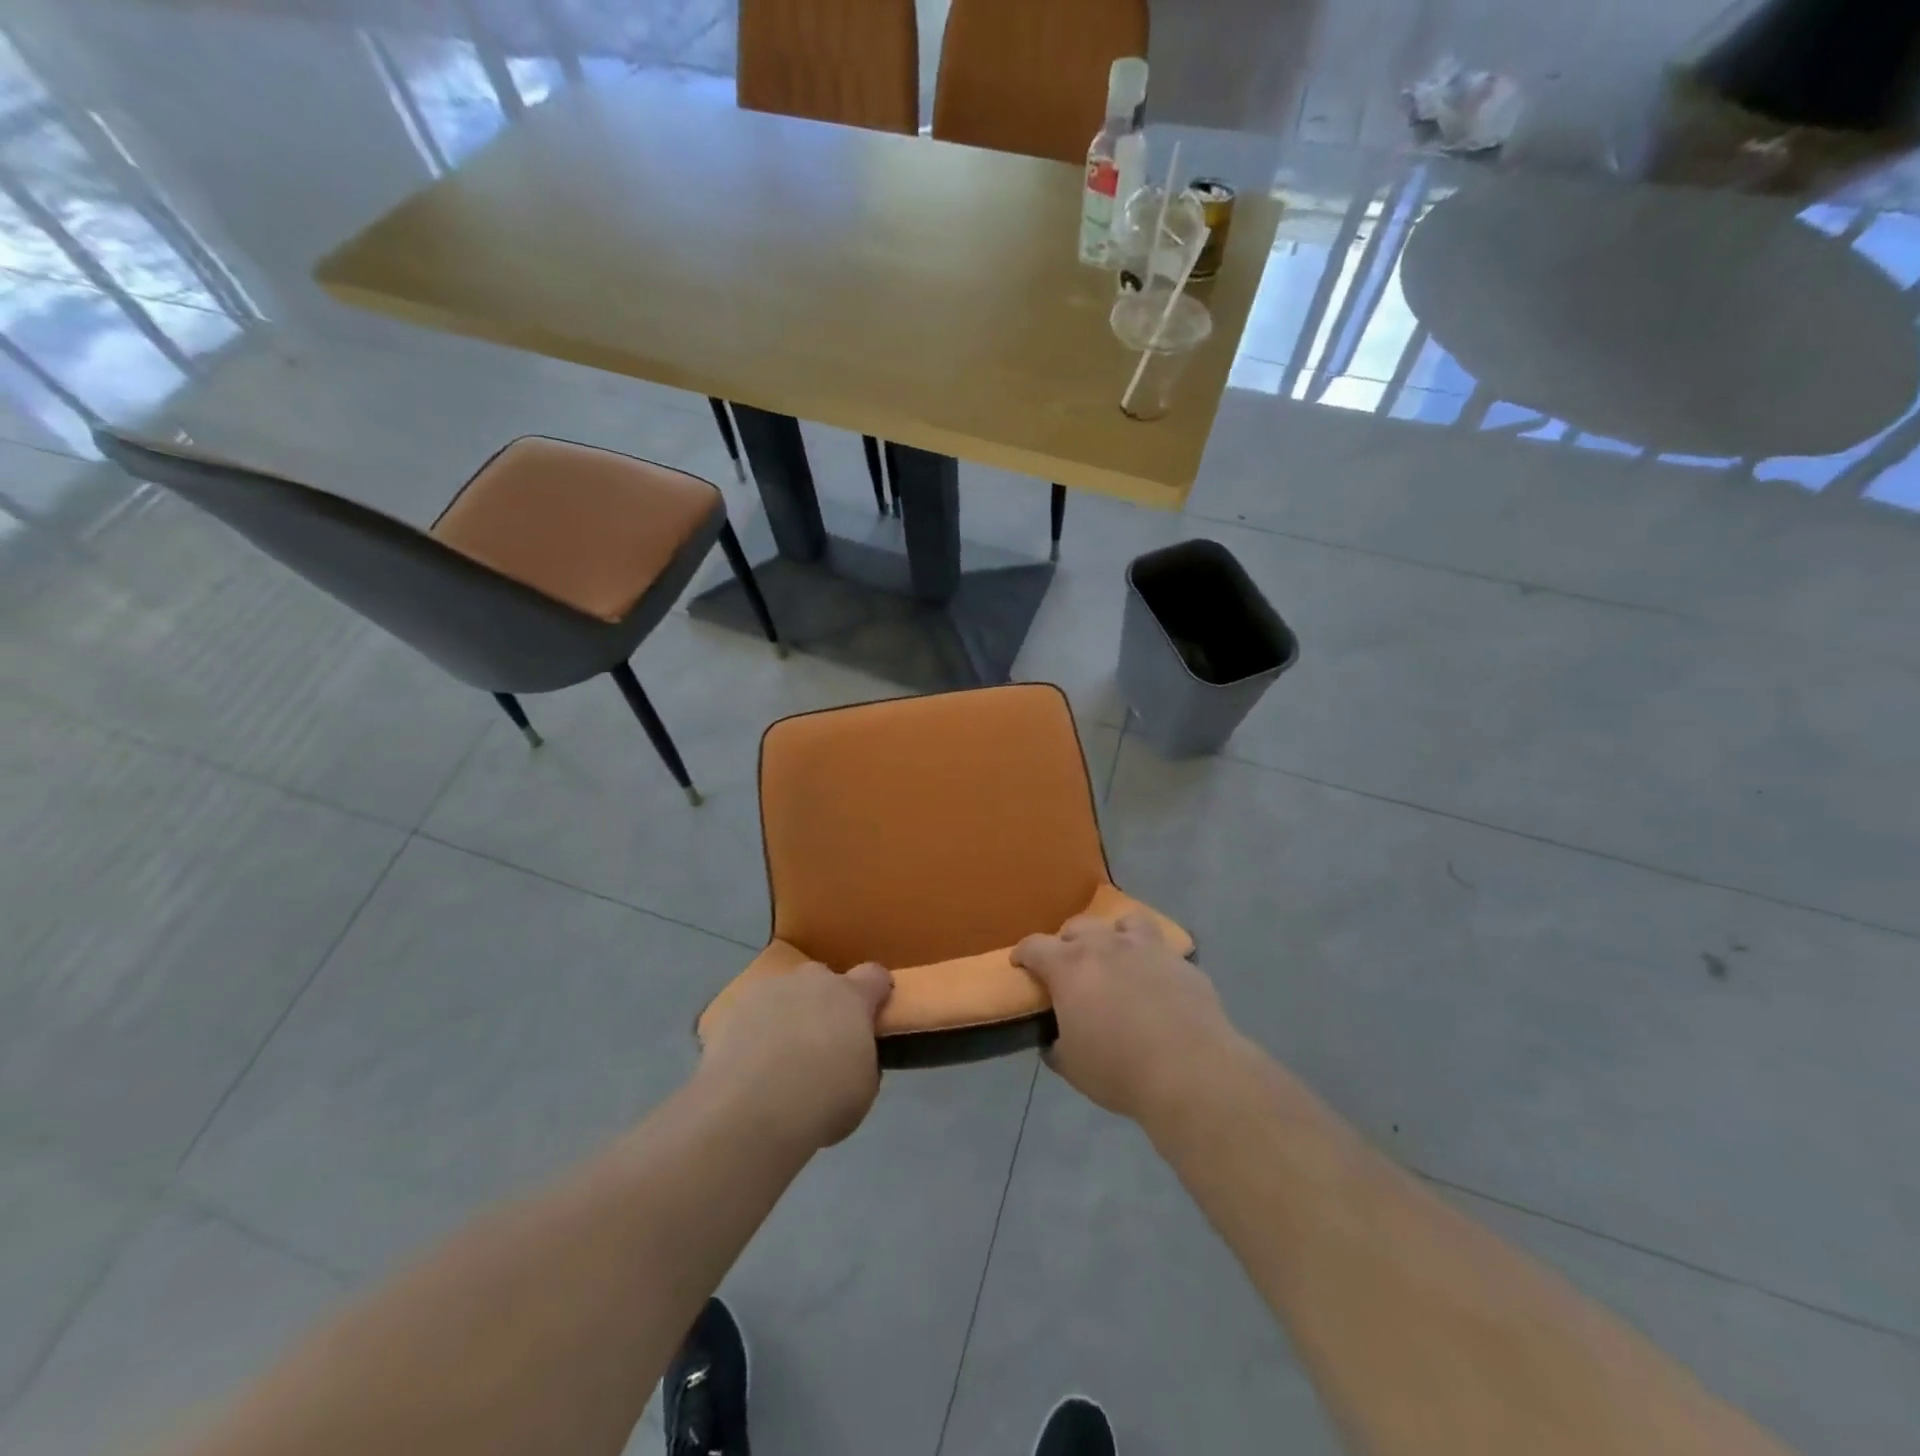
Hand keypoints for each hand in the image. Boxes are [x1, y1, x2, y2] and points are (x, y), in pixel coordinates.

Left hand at [697, 962, 892, 1148]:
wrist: (748, 1113)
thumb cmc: (821, 1102)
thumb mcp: (864, 1088)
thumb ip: (863, 1059)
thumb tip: (851, 1055)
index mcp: (851, 996)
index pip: (875, 976)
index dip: (877, 993)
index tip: (874, 1014)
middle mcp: (811, 981)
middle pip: (824, 980)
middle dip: (826, 1004)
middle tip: (821, 1044)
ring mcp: (769, 990)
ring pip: (785, 994)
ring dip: (788, 1015)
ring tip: (778, 1059)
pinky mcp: (732, 1008)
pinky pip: (751, 1014)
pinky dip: (754, 1031)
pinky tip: (747, 1066)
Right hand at [1014, 913, 1238, 1123]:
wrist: (1190, 1071)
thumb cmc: (1119, 1070)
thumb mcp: (1071, 1066)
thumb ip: (1056, 1045)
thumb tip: (1053, 1039)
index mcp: (1070, 966)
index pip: (1034, 946)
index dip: (1023, 954)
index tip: (1020, 964)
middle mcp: (1106, 945)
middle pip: (1078, 926)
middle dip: (1067, 942)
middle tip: (1069, 966)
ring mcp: (1146, 948)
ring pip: (1124, 922)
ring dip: (1113, 935)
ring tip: (1116, 956)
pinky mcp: (1180, 962)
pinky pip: (1160, 949)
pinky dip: (1151, 960)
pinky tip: (1155, 982)